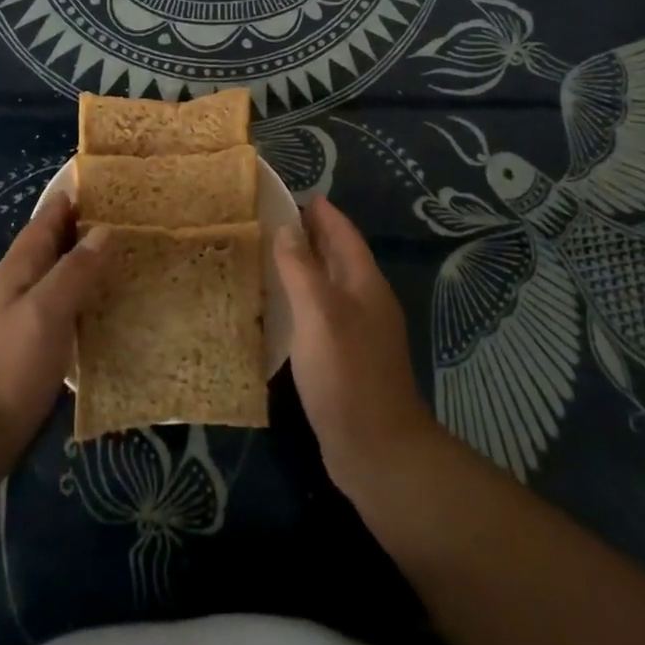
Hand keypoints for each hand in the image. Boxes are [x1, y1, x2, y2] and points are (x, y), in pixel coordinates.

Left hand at [0, 193, 106, 448]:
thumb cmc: (10, 365)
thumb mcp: (46, 311)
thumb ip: (75, 270)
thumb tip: (103, 230)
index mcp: (16, 269)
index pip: (45, 221)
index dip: (69, 201)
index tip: (101, 183)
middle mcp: (14, 285)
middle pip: (49, 245)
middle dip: (79, 228)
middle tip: (122, 216)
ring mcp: (17, 316)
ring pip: (53, 274)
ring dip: (80, 260)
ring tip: (118, 253)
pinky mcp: (26, 344)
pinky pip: (57, 304)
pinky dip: (79, 293)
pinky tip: (99, 303)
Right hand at [275, 196, 439, 498]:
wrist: (376, 451)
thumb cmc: (346, 374)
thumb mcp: (319, 313)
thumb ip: (300, 268)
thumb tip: (285, 227)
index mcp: (364, 283)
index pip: (343, 233)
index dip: (322, 212)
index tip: (293, 193)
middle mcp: (365, 301)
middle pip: (338, 256)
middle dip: (310, 234)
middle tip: (271, 218)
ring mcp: (357, 332)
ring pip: (328, 285)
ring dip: (303, 266)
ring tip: (267, 255)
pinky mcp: (344, 358)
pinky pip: (320, 313)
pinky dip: (300, 299)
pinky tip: (277, 307)